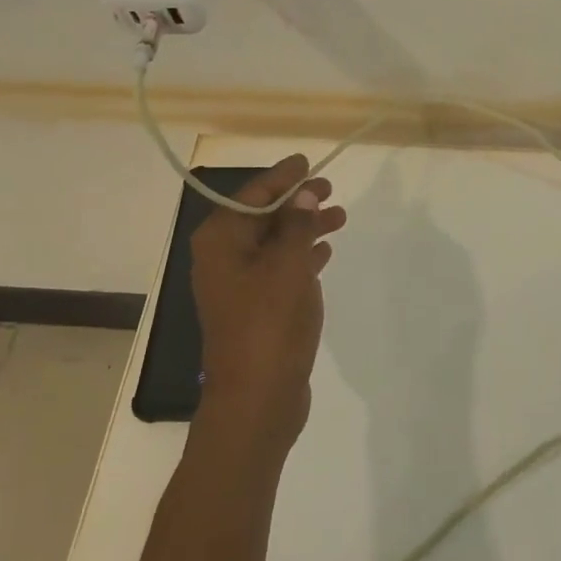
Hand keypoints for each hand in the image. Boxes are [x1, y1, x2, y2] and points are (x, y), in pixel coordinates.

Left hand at [189, 154, 346, 462]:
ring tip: (339, 217)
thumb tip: (302, 194)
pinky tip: (324, 251)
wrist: (257, 398)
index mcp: (220, 241)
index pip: (252, 194)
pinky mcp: (256, 308)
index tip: (307, 162)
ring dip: (304, 227)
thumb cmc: (269, 324)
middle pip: (262, 216)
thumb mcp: (287, 266)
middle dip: (296, 201)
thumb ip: (296, 225)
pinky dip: (301, 256)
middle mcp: (223, 257)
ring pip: (274, 242)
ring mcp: (238, 285)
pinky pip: (279, 268)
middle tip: (330, 189)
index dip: (282, 177)